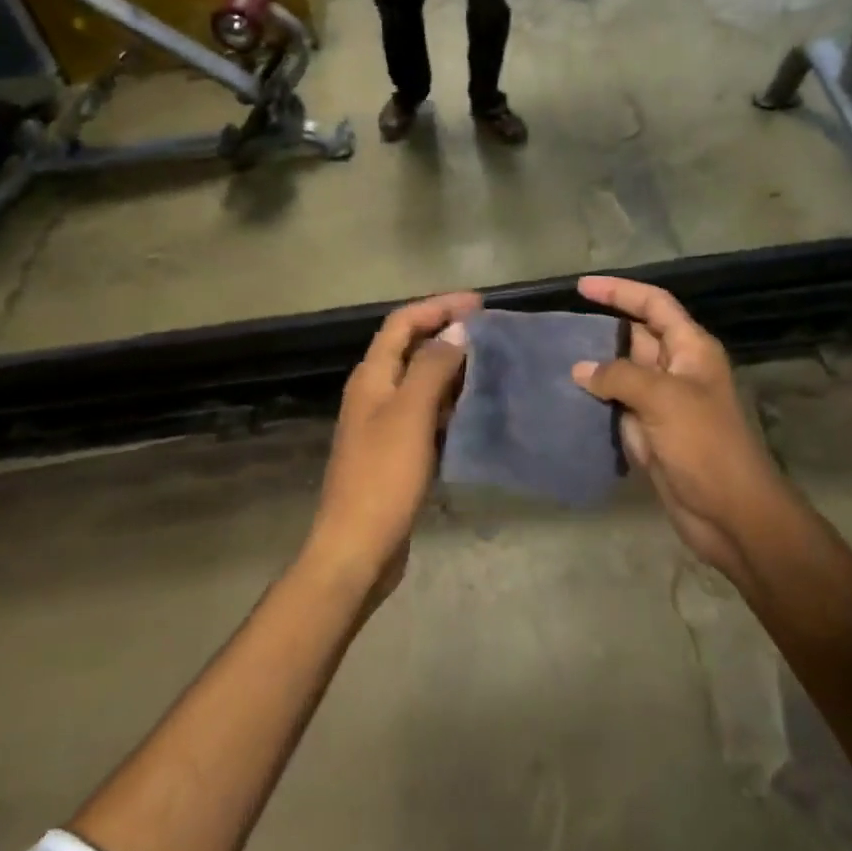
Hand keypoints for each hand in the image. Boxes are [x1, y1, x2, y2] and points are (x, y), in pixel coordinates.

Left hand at [300, 292, 479, 602]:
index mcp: (372, 377)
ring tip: (494, 366)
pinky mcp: (398, 453)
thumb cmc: (383, 477)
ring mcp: (385, 425)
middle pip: (411, 349)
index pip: (402, 323)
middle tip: (494, 334)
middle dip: (448, 334)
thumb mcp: (410, 415)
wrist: (358, 547)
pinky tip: (478, 409)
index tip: (480, 304)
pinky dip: (451, 404)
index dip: (438, 307)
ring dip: (453, 369)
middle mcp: (375, 394)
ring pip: (422, 383)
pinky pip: (427, 415)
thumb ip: (433, 368)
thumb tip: (458, 330)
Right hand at [570, 276, 793, 580]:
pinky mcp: (651, 434)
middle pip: (636, 337)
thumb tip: (581, 370)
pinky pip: (617, 408)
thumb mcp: (664, 399)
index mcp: (691, 349)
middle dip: (601, 330)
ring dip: (593, 368)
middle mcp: (677, 370)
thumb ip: (619, 376)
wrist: (729, 512)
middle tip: (556, 328)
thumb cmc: (704, 445)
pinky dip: (595, 402)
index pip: (654, 304)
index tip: (581, 287)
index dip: (620, 291)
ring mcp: (663, 404)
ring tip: (551, 359)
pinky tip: (565, 399)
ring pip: (623, 374)